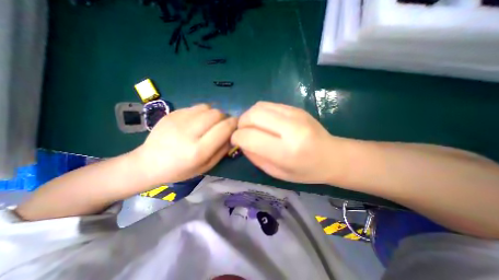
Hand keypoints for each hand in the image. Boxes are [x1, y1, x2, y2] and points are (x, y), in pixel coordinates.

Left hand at [133, 104, 236, 184]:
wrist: (148, 163)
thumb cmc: (181, 170)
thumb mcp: (206, 166)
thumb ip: (222, 150)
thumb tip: (232, 134)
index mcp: (198, 150)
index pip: (224, 128)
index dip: (234, 123)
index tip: (236, 124)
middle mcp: (188, 133)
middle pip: (216, 114)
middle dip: (224, 117)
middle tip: (222, 125)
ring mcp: (177, 121)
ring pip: (207, 107)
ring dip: (213, 114)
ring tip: (209, 123)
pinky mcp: (171, 114)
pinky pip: (195, 107)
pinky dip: (201, 112)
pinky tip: (196, 121)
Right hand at [231, 102, 345, 184]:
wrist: (332, 155)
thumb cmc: (305, 171)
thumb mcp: (276, 172)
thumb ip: (255, 156)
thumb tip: (241, 141)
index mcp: (286, 151)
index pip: (249, 136)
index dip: (237, 138)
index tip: (236, 141)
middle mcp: (290, 129)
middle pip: (252, 116)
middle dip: (241, 124)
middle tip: (243, 132)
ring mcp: (294, 114)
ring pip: (258, 107)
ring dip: (249, 116)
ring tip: (252, 127)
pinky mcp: (295, 108)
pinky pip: (268, 104)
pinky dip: (260, 112)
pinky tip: (264, 122)